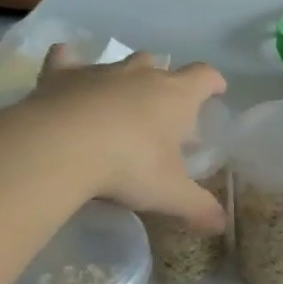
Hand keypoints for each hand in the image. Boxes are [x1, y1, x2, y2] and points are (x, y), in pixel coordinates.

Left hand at [3, 50, 228, 229]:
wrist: (60, 147)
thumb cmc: (129, 166)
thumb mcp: (170, 194)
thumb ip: (198, 207)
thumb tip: (222, 224)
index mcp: (177, 96)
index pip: (205, 77)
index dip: (214, 83)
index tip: (217, 92)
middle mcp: (142, 75)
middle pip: (161, 65)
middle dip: (165, 82)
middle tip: (161, 112)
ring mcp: (100, 72)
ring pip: (120, 63)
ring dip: (125, 77)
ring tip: (120, 101)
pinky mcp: (61, 76)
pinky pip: (66, 59)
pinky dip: (69, 63)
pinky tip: (67, 74)